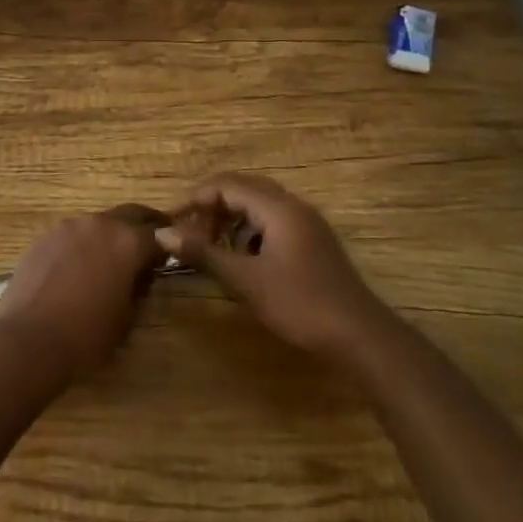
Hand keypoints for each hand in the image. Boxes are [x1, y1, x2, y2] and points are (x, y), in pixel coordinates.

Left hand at [0, 205, 165, 379]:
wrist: (29, 338)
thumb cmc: (86, 335)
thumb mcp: (127, 317)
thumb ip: (140, 287)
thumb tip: (141, 274)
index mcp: (128, 242)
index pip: (160, 234)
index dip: (167, 247)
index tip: (167, 259)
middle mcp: (100, 223)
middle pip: (131, 215)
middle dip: (143, 227)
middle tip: (148, 246)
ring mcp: (69, 226)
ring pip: (100, 222)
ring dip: (110, 235)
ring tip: (109, 261)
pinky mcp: (46, 236)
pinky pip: (74, 233)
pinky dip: (83, 244)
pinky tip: (77, 268)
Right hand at [158, 173, 382, 361]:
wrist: (360, 337)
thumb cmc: (300, 304)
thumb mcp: (245, 280)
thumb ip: (203, 253)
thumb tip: (162, 233)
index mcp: (278, 208)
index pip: (228, 185)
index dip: (197, 198)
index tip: (175, 222)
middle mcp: (293, 207)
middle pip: (244, 189)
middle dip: (213, 206)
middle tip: (189, 231)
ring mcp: (307, 224)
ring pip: (260, 206)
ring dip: (231, 219)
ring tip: (211, 245)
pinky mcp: (313, 243)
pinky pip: (273, 222)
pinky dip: (250, 232)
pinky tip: (242, 259)